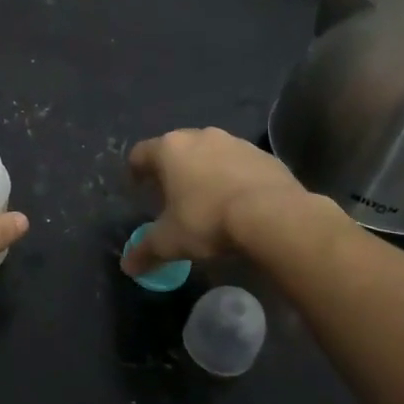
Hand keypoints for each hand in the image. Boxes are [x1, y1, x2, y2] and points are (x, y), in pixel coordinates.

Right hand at [122, 127, 320, 274]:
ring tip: (207, 199)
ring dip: (205, 171)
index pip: (140, 153)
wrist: (275, 216)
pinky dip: (234, 178)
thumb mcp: (170, 241)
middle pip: (177, 149)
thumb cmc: (208, 220)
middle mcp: (200, 136)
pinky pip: (240, 164)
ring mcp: (235, 143)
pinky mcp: (265, 155)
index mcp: (170, 149)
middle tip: (171, 195)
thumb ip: (146, 251)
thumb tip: (128, 267)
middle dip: (172, 170)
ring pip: (210, 153)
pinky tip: (238, 202)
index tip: (138, 187)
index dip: (135, 170)